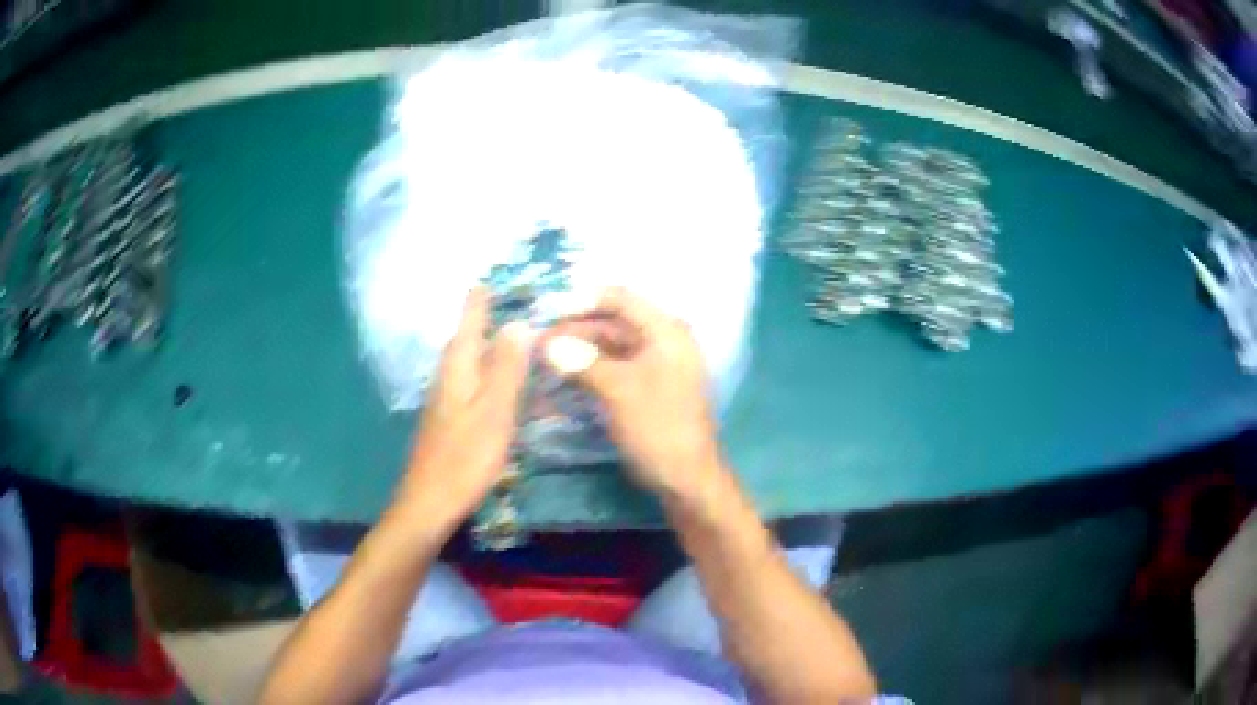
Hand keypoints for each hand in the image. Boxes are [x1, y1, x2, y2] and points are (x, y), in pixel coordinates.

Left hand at [393, 288, 532, 532]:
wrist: (430, 502)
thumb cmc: (465, 458)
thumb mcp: (494, 412)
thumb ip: (506, 369)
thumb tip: (519, 323)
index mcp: (457, 369)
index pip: (469, 322)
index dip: (481, 300)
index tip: (493, 277)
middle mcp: (447, 377)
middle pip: (466, 338)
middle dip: (484, 318)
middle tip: (513, 301)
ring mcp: (445, 399)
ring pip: (469, 361)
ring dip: (488, 345)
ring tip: (514, 336)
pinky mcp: (449, 419)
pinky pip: (472, 383)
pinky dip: (488, 373)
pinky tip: (504, 385)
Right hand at [544, 288, 725, 501]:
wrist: (685, 478)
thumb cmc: (658, 427)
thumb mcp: (619, 390)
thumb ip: (582, 361)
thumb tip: (546, 344)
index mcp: (665, 331)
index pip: (620, 299)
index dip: (582, 300)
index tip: (546, 310)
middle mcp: (662, 341)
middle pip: (612, 323)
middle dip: (575, 329)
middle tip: (536, 341)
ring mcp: (654, 365)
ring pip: (609, 346)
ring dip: (578, 350)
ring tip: (542, 358)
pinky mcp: (645, 388)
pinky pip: (612, 368)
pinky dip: (588, 369)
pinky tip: (561, 376)